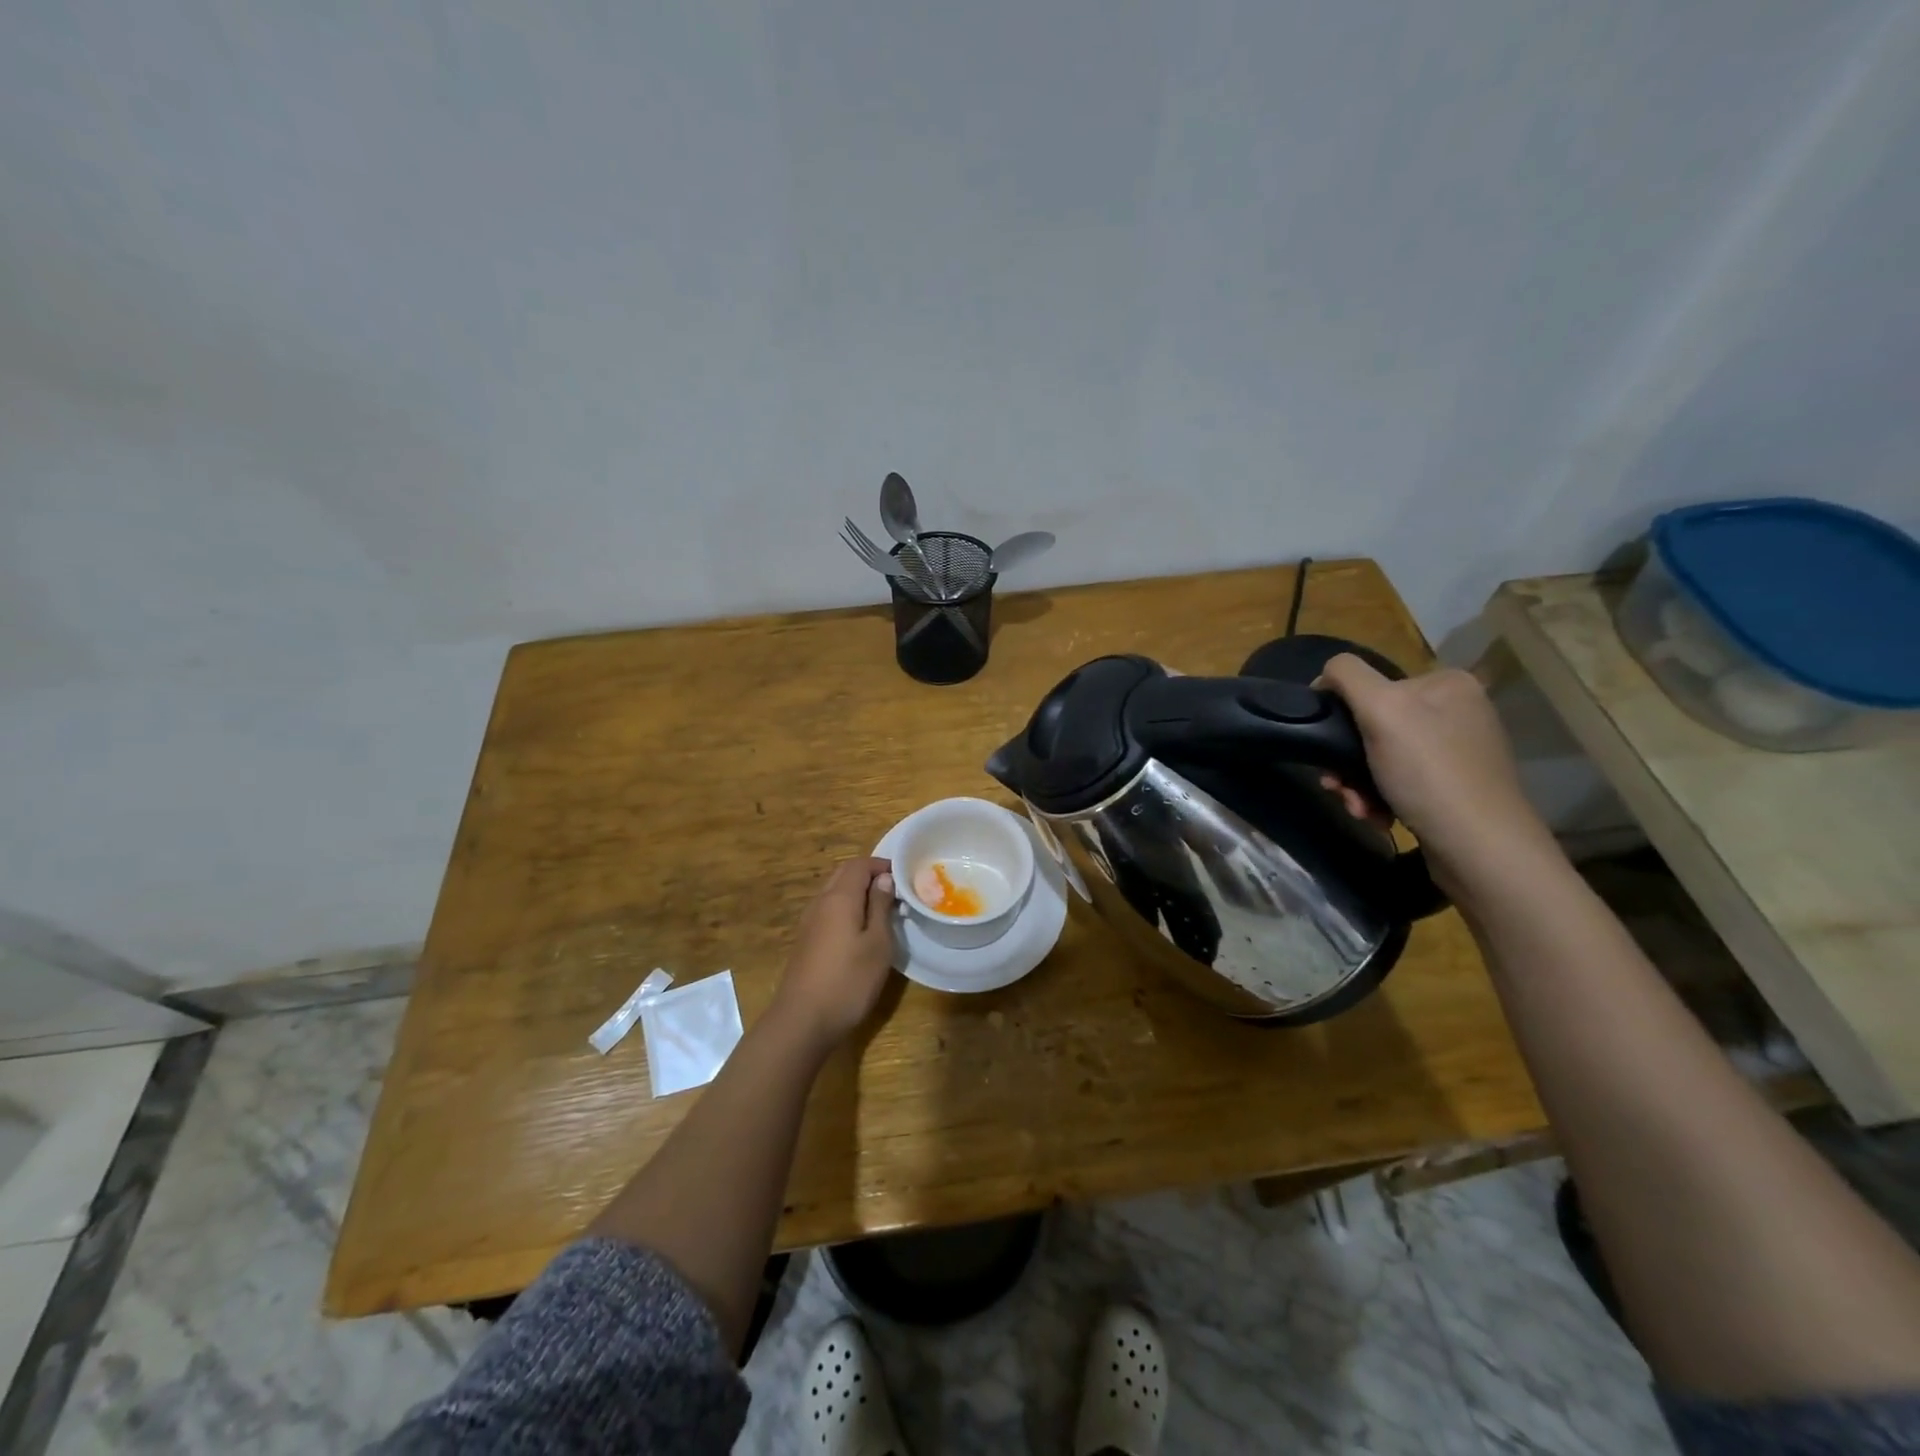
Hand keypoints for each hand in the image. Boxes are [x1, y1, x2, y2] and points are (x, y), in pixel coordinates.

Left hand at [769, 857, 897, 1051]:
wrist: (802, 1020)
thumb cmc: (848, 981)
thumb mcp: (877, 944)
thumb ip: (880, 907)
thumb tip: (883, 879)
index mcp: (839, 897)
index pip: (859, 864)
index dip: (881, 865)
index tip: (904, 877)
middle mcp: (820, 902)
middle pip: (843, 874)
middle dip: (869, 875)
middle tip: (895, 891)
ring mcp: (809, 922)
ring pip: (834, 892)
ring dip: (857, 892)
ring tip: (882, 910)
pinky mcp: (806, 940)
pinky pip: (828, 911)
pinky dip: (846, 909)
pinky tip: (860, 931)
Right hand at [1316, 655, 1552, 889]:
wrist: (1479, 848)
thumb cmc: (1429, 773)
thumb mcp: (1382, 709)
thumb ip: (1348, 677)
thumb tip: (1326, 674)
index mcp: (1446, 683)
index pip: (1371, 685)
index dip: (1342, 714)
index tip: (1330, 748)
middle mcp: (1457, 711)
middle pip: (1374, 725)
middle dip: (1347, 760)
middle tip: (1337, 787)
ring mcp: (1457, 751)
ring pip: (1380, 757)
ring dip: (1357, 784)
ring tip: (1358, 808)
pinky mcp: (1453, 788)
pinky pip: (1398, 782)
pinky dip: (1379, 798)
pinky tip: (1376, 816)